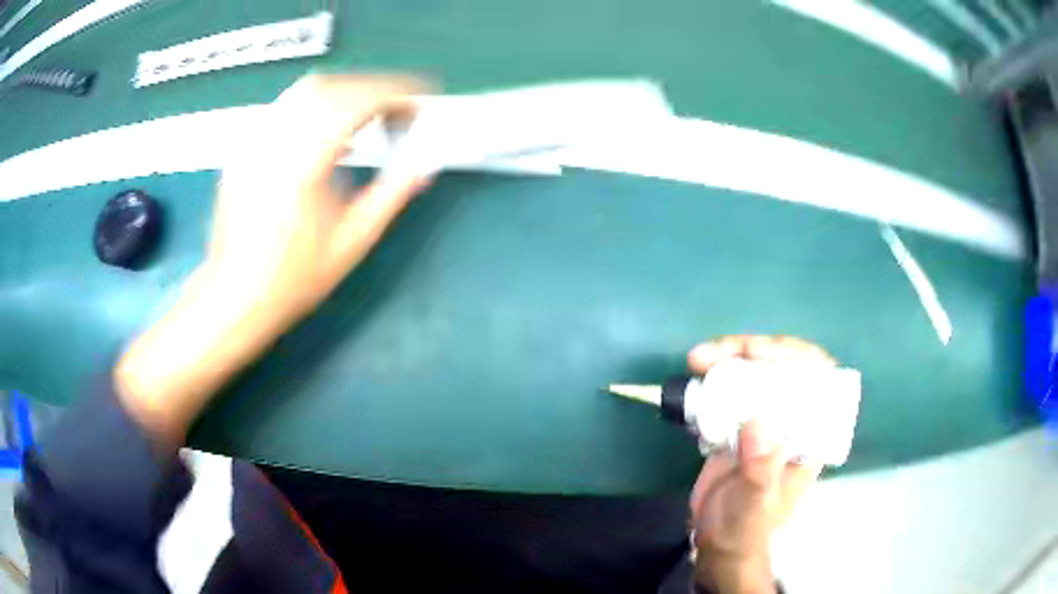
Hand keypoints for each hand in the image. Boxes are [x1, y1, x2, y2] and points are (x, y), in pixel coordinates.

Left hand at [209, 73, 431, 338]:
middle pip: (332, 87)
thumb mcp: (351, 243)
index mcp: (302, 166)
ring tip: (368, 113)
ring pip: (305, 91)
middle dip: (373, 88)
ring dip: (345, 91)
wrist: (235, 296)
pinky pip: (285, 108)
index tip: (419, 98)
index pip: (355, 103)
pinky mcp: (244, 148)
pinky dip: (316, 104)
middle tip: (398, 109)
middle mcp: (274, 143)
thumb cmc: (291, 279)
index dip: (395, 93)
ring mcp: (254, 143)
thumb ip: (391, 197)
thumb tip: (423, 167)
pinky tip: (327, 127)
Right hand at [687, 336, 835, 593]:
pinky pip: (729, 388)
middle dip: (754, 350)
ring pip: (756, 371)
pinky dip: (712, 376)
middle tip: (718, 352)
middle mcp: (791, 419)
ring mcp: (763, 419)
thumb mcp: (755, 505)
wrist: (719, 542)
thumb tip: (757, 422)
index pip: (820, 381)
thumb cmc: (747, 528)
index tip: (765, 354)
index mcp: (810, 434)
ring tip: (698, 359)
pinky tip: (695, 375)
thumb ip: (760, 471)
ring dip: (728, 357)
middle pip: (784, 367)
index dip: (798, 357)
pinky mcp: (736, 423)